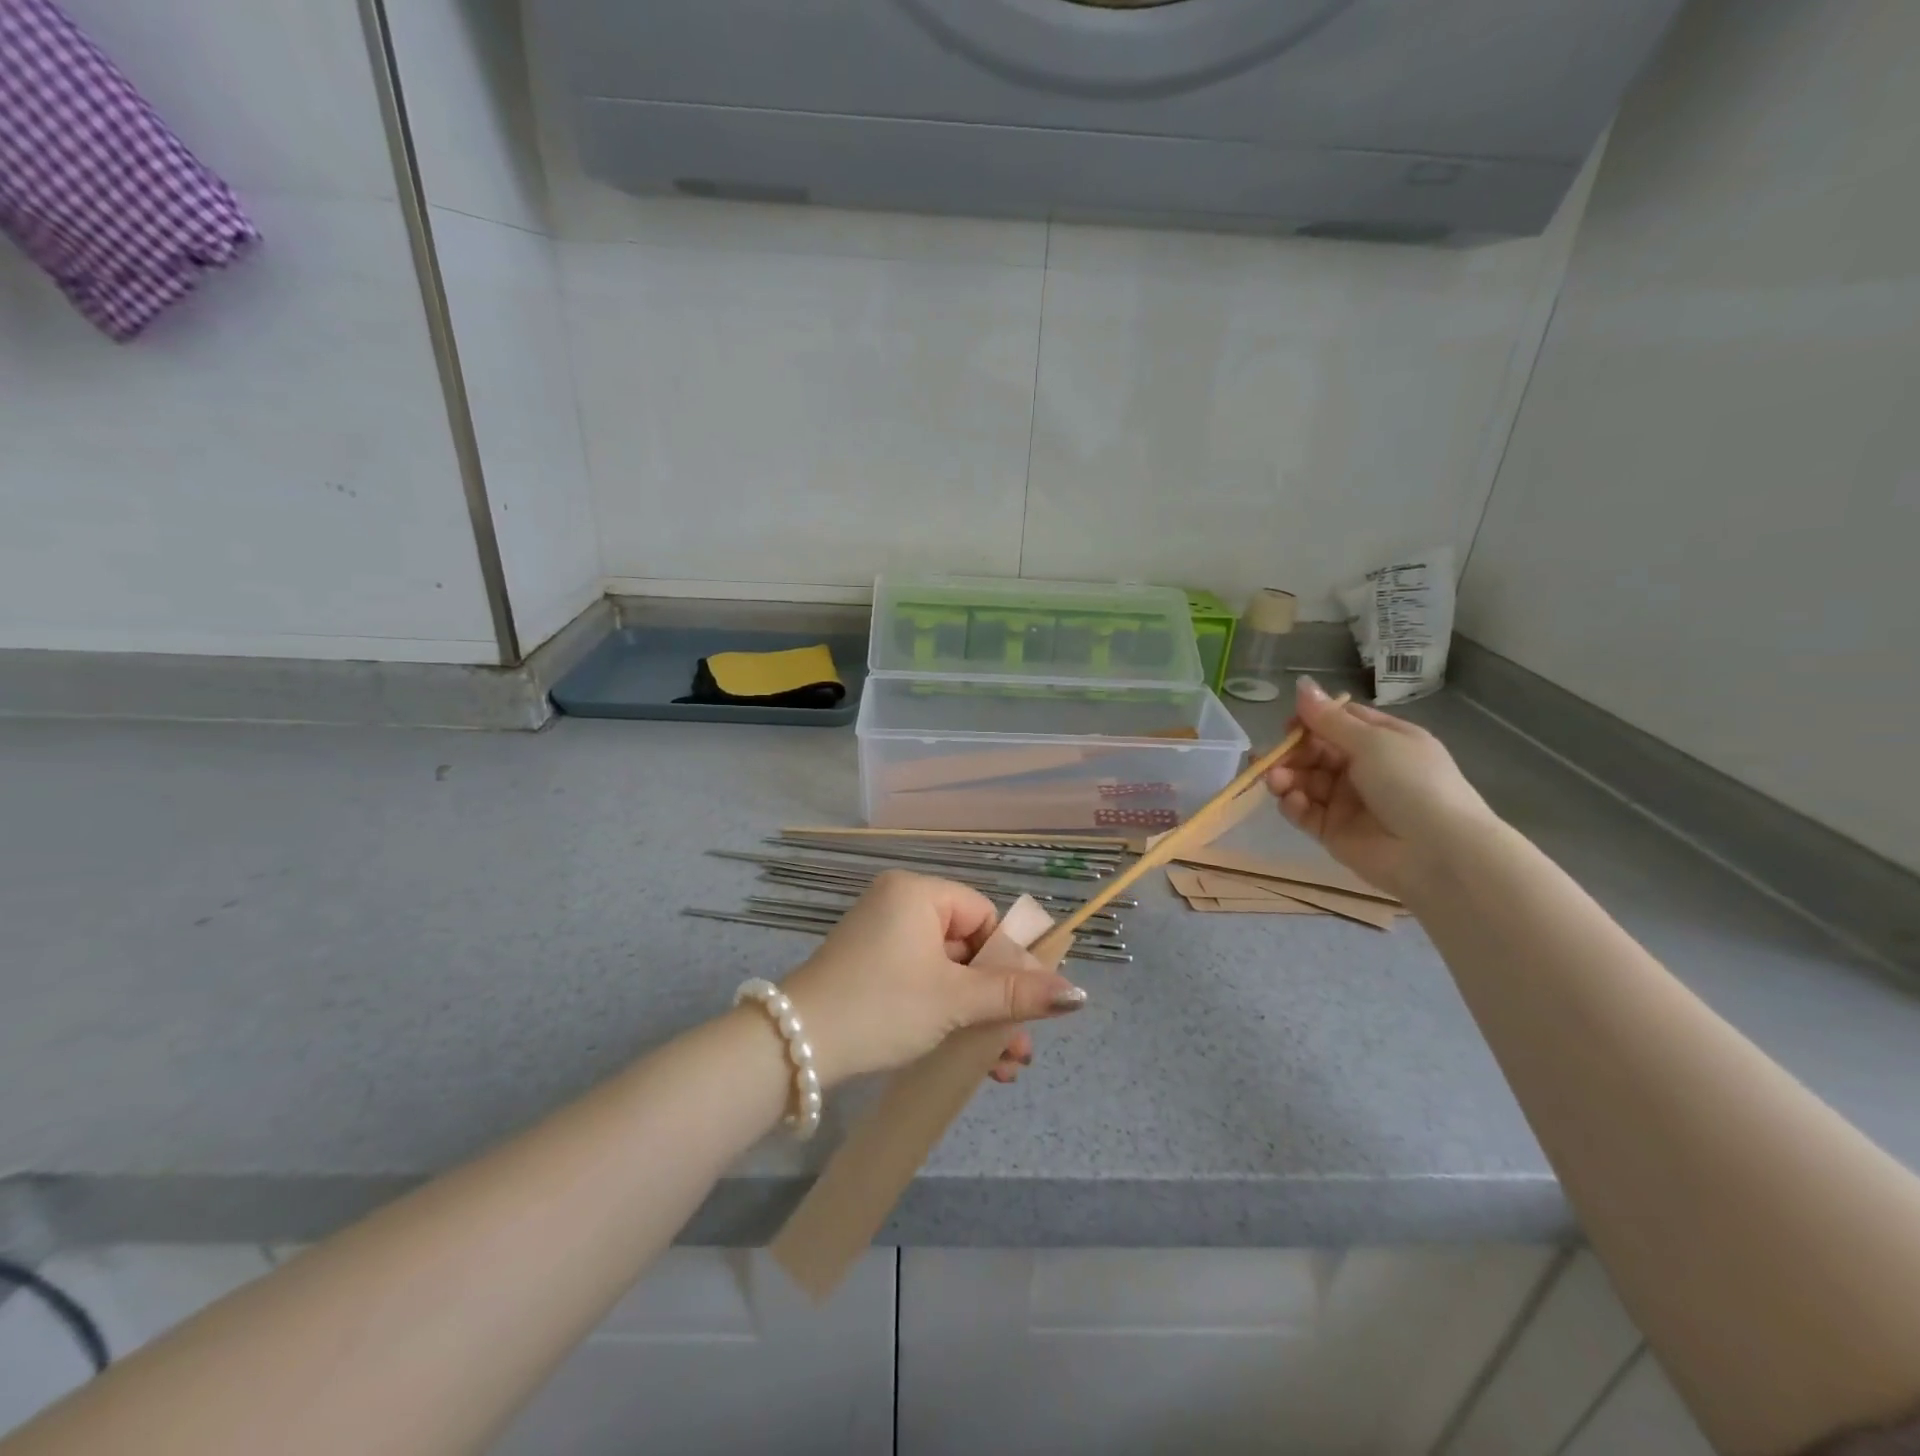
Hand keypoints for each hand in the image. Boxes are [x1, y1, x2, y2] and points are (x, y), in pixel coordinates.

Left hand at [778, 870, 1087, 1089]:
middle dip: (998, 1000)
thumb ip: (1016, 993)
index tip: (1024, 1004)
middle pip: (968, 948)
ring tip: (1004, 1067)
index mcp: (918, 894)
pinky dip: (945, 1014)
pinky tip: (970, 1057)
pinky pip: (922, 983)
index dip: (1009, 960)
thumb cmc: (882, 1006)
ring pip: (947, 973)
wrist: (794, 1048)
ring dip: (977, 1016)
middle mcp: (898, 906)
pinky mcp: (870, 971)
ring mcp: (881, 940)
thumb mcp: (954, 999)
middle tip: (1020, 1047)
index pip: (983, 915)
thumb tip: (1078, 993)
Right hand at [1264, 676, 1499, 898]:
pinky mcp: (1332, 830)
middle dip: (1291, 752)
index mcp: (1383, 741)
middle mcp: (1364, 768)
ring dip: (1286, 777)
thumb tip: (1301, 683)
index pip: (1337, 722)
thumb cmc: (1411, 783)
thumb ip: (1329, 719)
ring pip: (1304, 781)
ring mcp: (1347, 800)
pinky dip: (1293, 804)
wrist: (1436, 852)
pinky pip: (1304, 811)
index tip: (1289, 725)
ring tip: (1277, 781)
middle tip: (1275, 759)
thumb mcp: (1373, 742)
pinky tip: (1292, 801)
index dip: (1310, 721)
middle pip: (1315, 751)